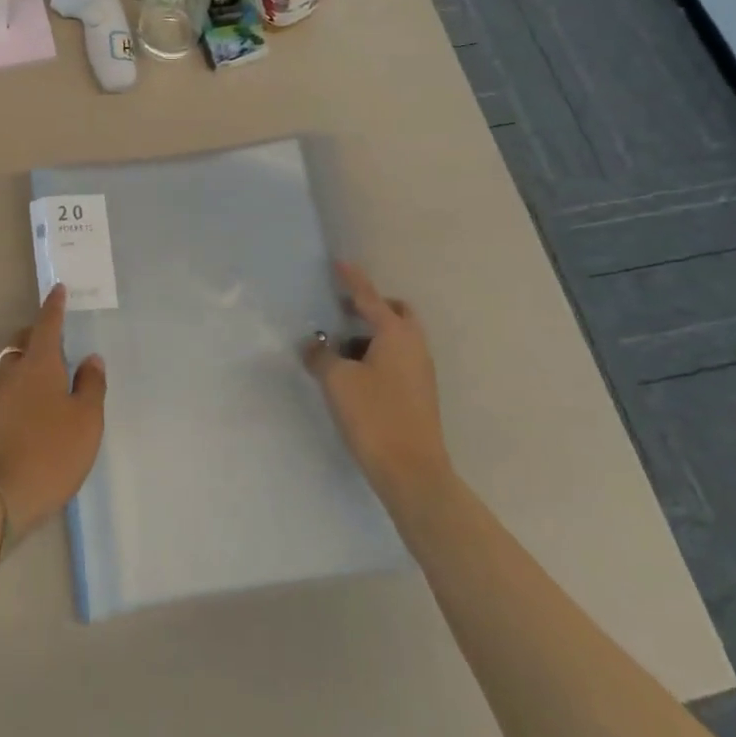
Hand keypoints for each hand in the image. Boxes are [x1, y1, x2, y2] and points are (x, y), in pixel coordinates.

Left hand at [0, 286, 106, 534]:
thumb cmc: (52, 452)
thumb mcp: (86, 420)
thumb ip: (91, 384)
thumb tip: (90, 358)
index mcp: (39, 364)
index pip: (47, 324)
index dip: (54, 306)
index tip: (58, 289)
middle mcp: (10, 372)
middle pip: (23, 341)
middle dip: (38, 334)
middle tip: (57, 342)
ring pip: (10, 366)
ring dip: (26, 364)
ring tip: (46, 380)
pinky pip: (2, 391)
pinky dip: (17, 389)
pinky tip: (29, 410)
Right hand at [305, 262, 453, 504]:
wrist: (412, 473)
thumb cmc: (374, 416)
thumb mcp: (337, 381)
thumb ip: (321, 356)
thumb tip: (314, 345)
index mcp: (396, 334)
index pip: (369, 297)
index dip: (352, 280)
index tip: (339, 263)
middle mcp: (414, 346)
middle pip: (395, 313)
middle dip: (371, 307)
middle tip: (343, 311)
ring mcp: (421, 371)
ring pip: (397, 338)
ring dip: (372, 334)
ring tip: (340, 349)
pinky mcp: (419, 394)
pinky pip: (397, 359)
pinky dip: (377, 355)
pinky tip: (354, 375)